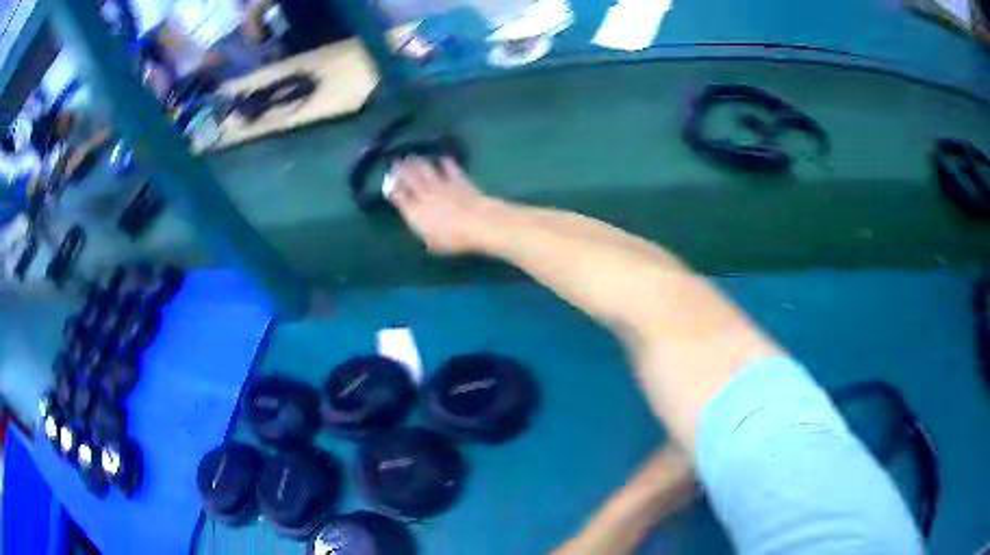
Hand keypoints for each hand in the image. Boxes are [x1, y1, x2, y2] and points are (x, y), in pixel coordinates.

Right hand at [390, 158, 502, 254]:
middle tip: (396, 163)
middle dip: (401, 170)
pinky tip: (442, 158)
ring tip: (412, 157)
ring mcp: (441, 184)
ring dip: (417, 162)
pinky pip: (448, 167)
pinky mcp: (457, 179)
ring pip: (425, 169)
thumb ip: (424, 233)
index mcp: (414, 211)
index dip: (393, 190)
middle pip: (409, 178)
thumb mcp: (432, 243)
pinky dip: (444, 162)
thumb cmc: (453, 238)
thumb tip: (421, 227)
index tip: (391, 186)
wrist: (477, 222)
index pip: (399, 197)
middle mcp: (423, 194)